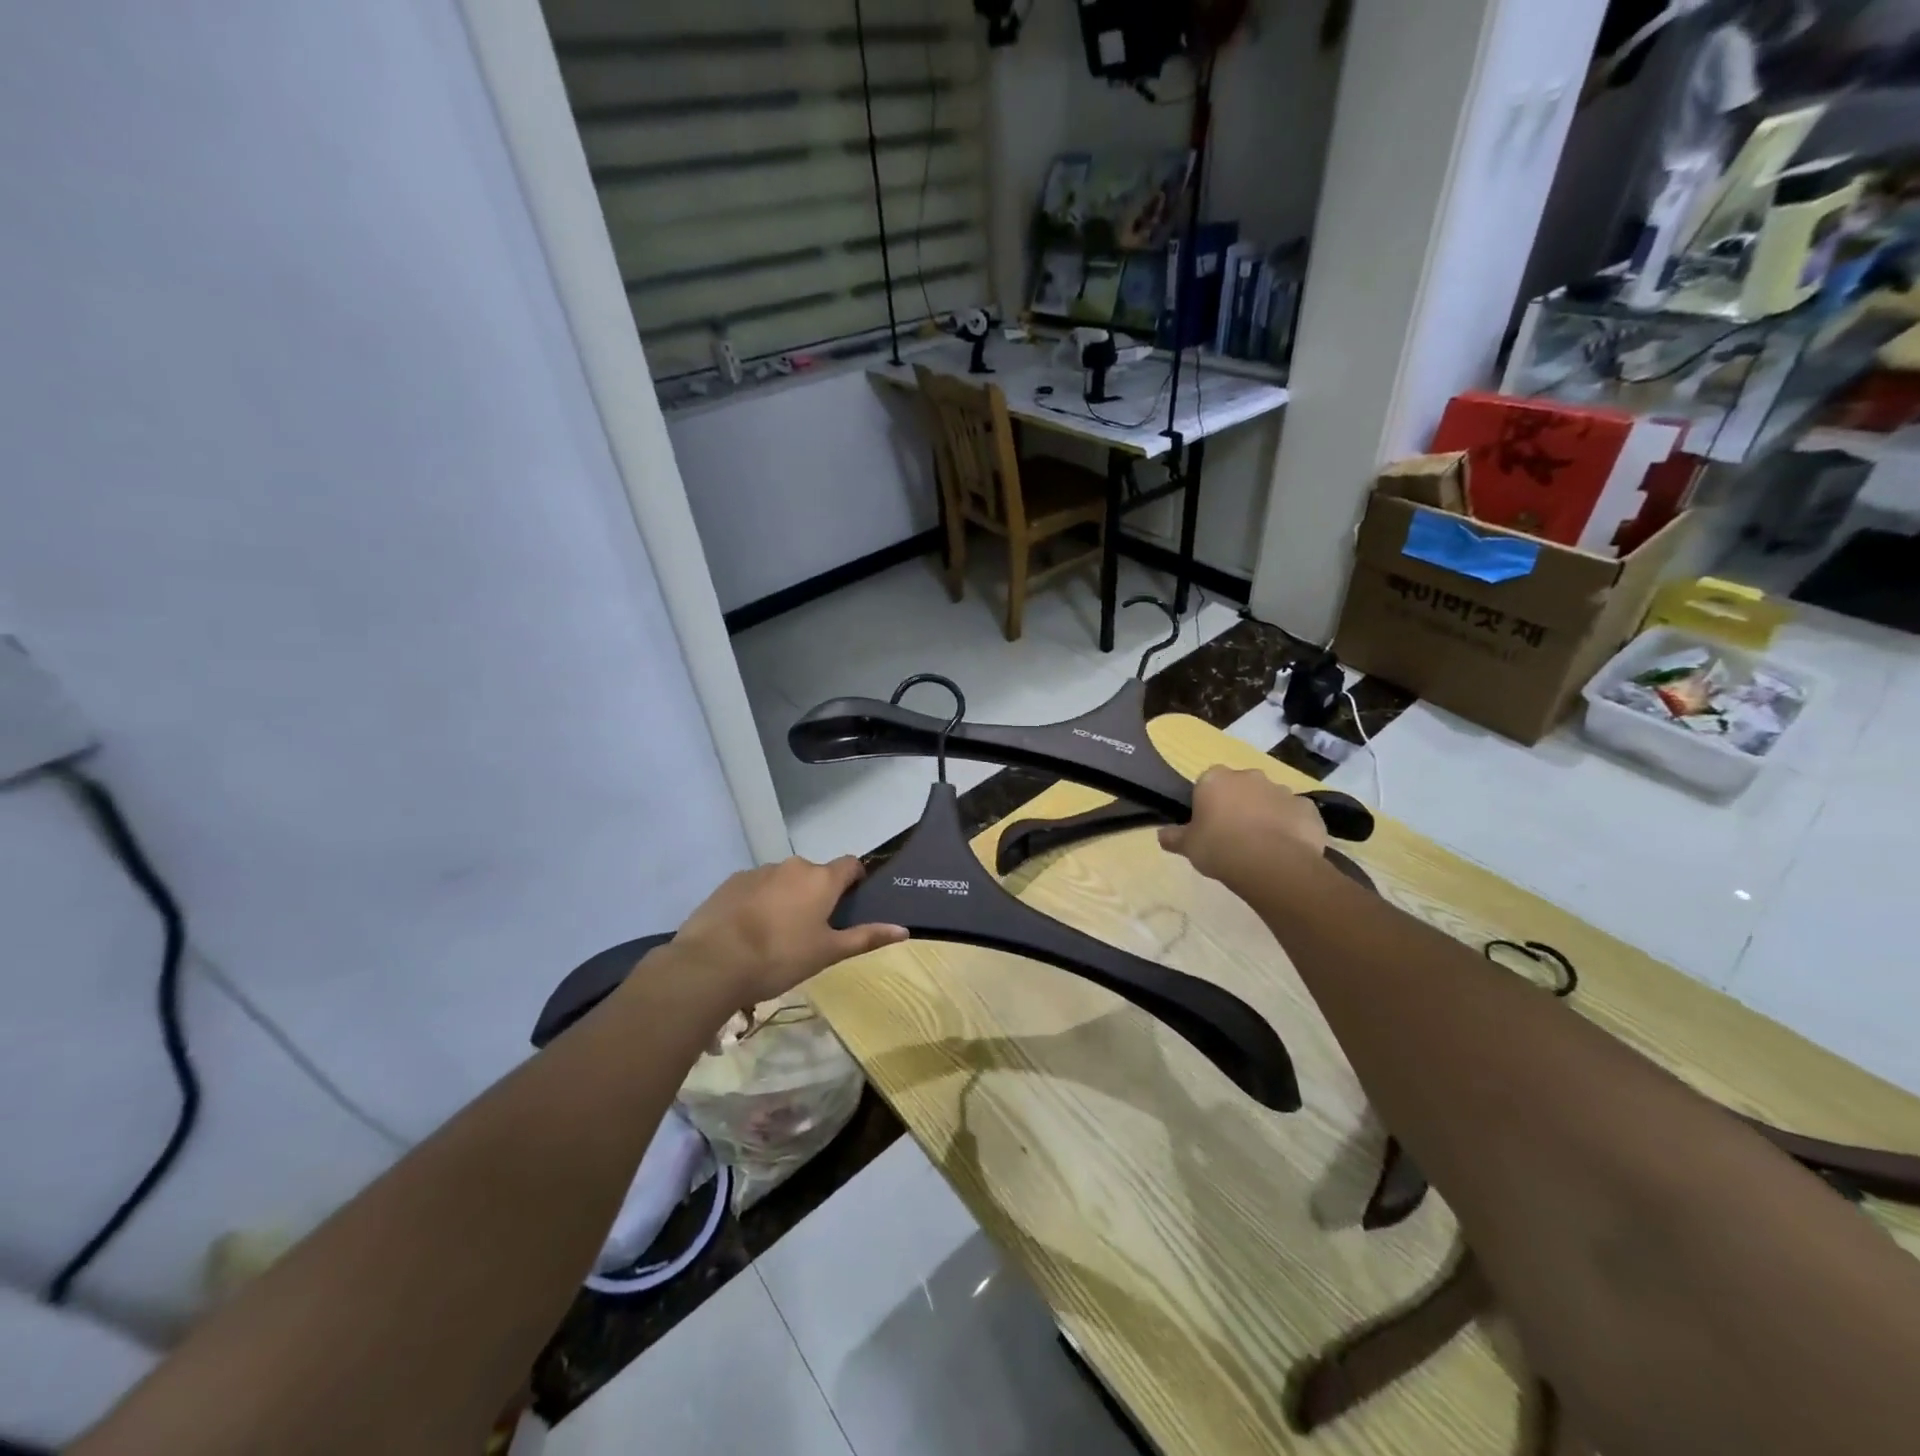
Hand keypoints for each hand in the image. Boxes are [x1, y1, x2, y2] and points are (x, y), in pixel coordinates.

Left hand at [666, 856, 907, 1006]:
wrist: (712, 962)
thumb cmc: (780, 957)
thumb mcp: (828, 953)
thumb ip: (866, 938)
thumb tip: (904, 930)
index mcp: (821, 879)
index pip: (850, 864)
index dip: (855, 878)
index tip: (852, 900)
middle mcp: (793, 866)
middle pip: (814, 874)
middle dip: (816, 894)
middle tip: (811, 929)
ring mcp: (758, 872)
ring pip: (782, 880)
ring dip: (786, 897)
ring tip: (775, 934)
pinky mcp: (730, 883)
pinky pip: (754, 888)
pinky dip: (758, 902)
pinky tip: (748, 931)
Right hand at [1158, 767, 1326, 888]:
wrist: (1272, 864)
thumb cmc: (1220, 848)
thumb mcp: (1188, 846)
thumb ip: (1174, 837)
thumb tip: (1161, 835)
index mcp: (1216, 779)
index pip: (1207, 783)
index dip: (1208, 803)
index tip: (1207, 824)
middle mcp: (1249, 776)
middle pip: (1241, 787)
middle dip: (1239, 804)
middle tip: (1233, 834)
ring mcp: (1282, 790)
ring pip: (1270, 800)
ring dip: (1266, 815)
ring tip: (1262, 846)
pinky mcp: (1308, 808)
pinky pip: (1295, 815)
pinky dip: (1291, 827)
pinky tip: (1286, 850)